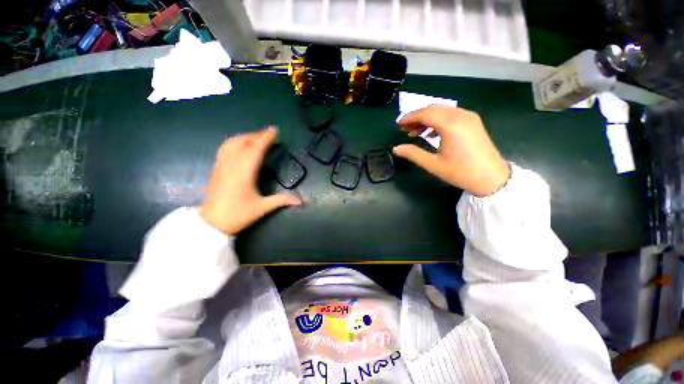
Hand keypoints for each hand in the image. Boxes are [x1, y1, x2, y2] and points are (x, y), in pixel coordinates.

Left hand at [199, 127, 300, 234]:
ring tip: (256, 137)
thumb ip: (282, 200)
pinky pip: (225, 148)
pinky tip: (240, 145)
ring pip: (232, 143)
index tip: (274, 130)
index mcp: (245, 173)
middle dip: (256, 135)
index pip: (256, 150)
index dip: (265, 138)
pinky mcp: (216, 169)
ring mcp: (222, 165)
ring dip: (245, 137)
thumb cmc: (238, 215)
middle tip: (269, 134)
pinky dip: (235, 142)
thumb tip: (301, 201)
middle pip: (243, 142)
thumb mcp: (262, 208)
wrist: (211, 224)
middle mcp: (232, 165)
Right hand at [393, 105, 510, 196]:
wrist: (491, 178)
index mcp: (450, 125)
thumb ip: (413, 154)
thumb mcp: (433, 164)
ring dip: (427, 118)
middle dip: (416, 117)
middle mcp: (460, 115)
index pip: (425, 114)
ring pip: (442, 111)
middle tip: (404, 129)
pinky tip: (431, 133)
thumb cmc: (460, 172)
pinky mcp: (473, 121)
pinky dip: (438, 120)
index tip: (398, 125)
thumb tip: (396, 148)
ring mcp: (469, 117)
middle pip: (433, 109)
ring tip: (415, 132)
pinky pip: (451, 115)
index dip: (409, 118)